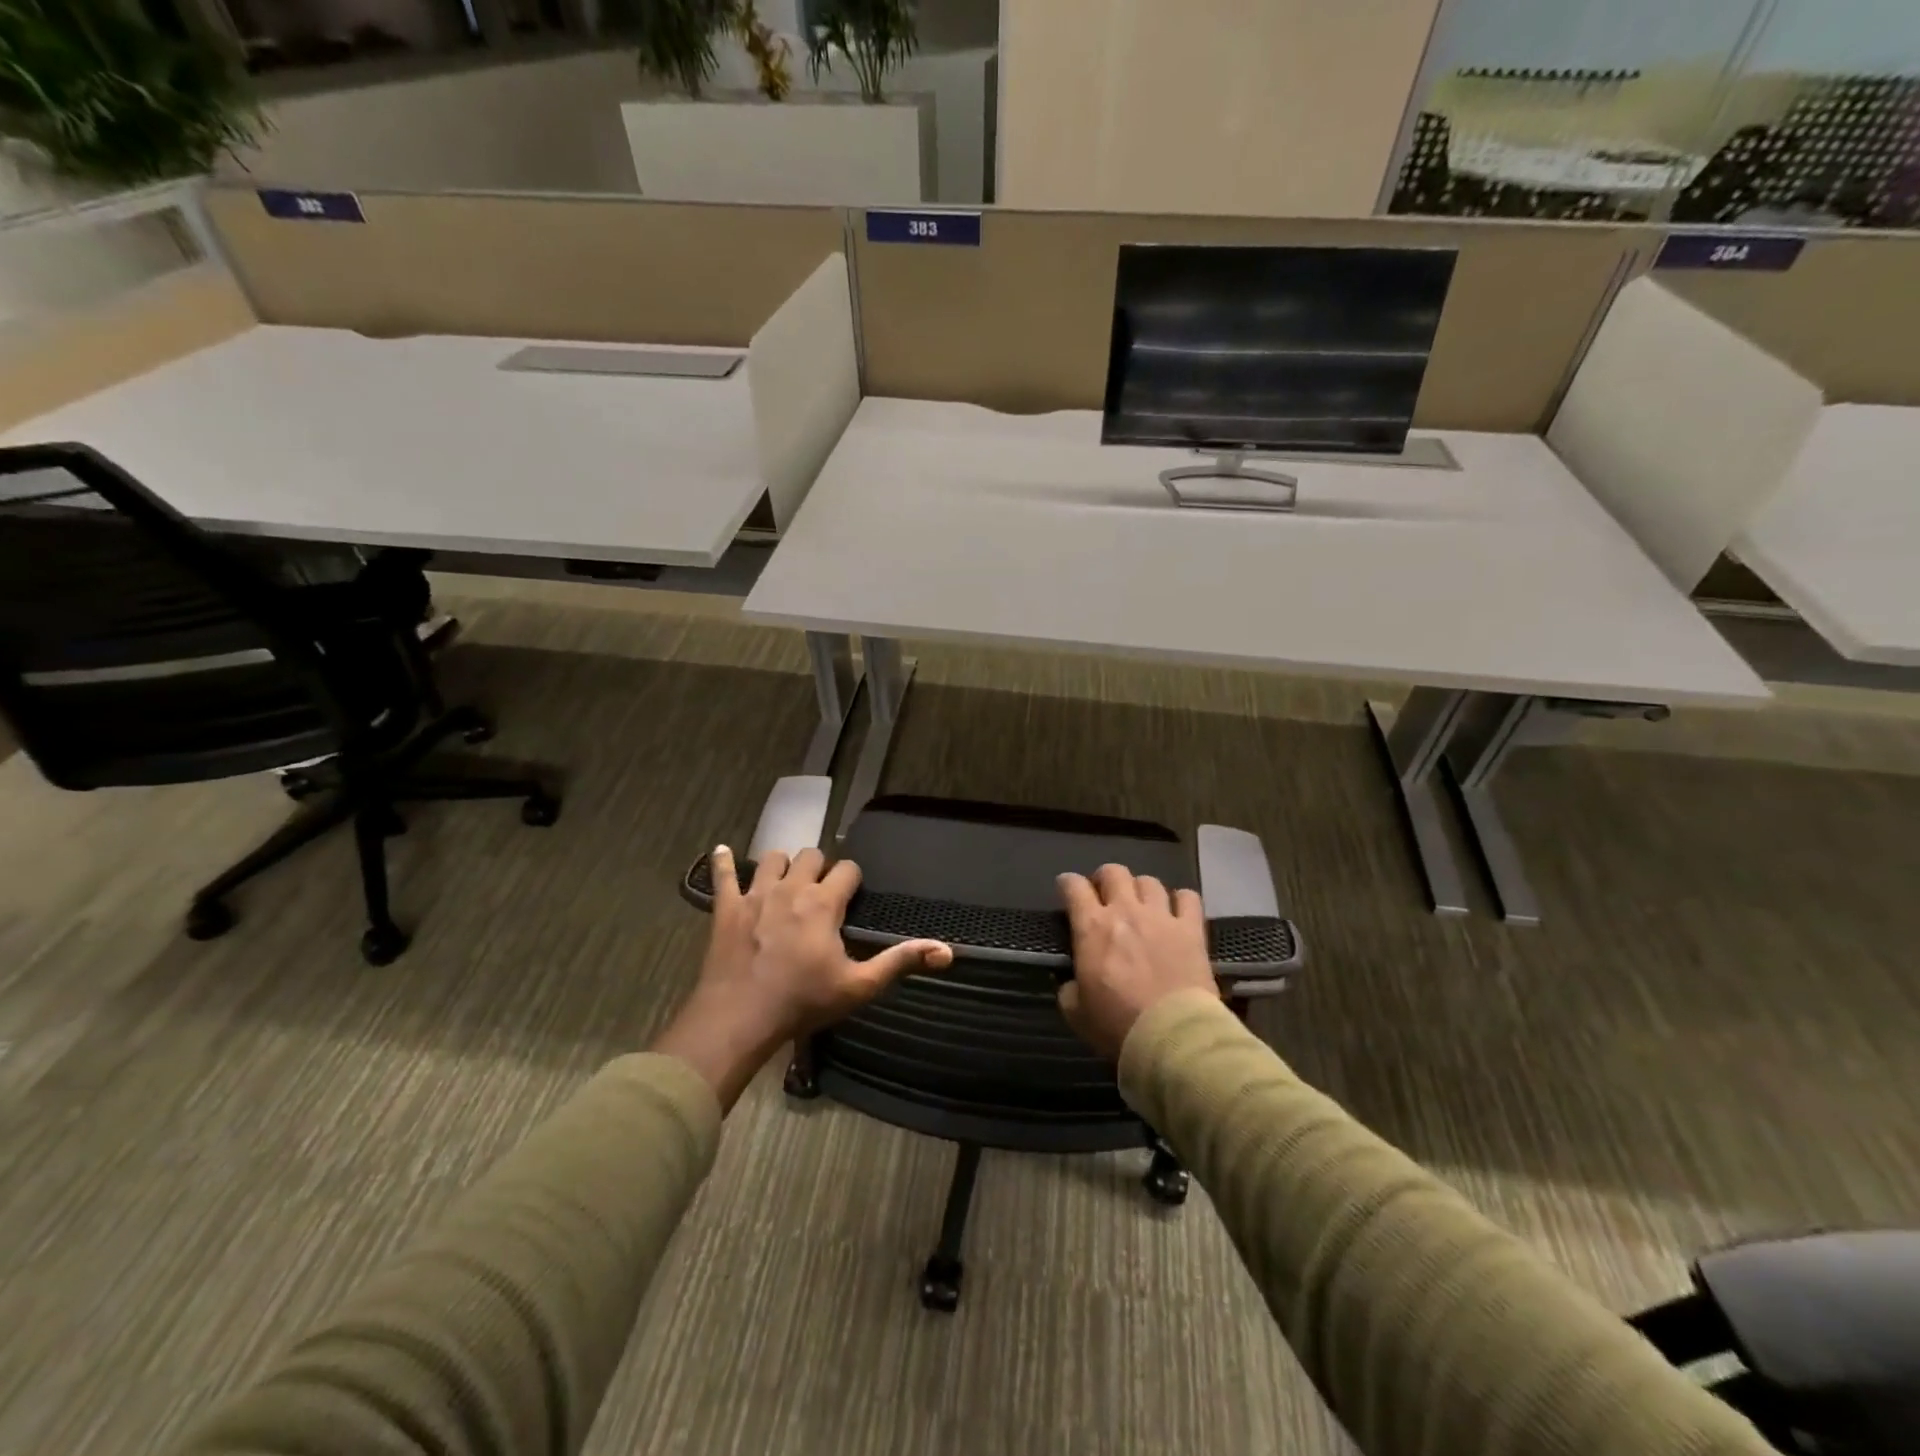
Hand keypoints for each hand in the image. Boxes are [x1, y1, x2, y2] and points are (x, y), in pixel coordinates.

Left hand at [654, 845, 951, 1107]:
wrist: (739, 1018)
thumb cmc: (802, 1002)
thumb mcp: (858, 986)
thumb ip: (900, 962)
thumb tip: (947, 951)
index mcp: (823, 903)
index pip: (847, 869)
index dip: (852, 879)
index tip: (851, 894)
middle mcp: (791, 888)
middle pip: (811, 855)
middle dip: (820, 867)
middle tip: (820, 891)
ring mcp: (755, 894)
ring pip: (773, 858)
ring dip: (782, 865)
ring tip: (786, 882)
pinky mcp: (726, 908)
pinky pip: (722, 875)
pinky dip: (723, 862)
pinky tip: (721, 852)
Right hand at [1057, 863, 1217, 1060]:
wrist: (1172, 1037)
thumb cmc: (1117, 1025)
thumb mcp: (1076, 1012)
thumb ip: (1069, 989)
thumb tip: (1071, 982)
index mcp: (1092, 927)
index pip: (1073, 886)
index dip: (1067, 883)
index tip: (1066, 888)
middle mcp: (1125, 911)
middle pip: (1114, 873)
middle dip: (1105, 878)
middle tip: (1104, 895)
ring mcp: (1161, 917)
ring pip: (1149, 881)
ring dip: (1140, 889)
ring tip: (1141, 904)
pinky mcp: (1192, 930)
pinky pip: (1189, 898)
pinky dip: (1181, 899)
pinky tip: (1177, 911)